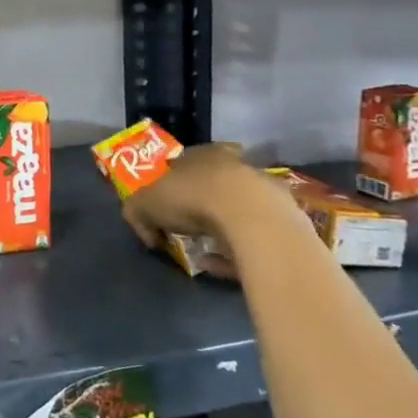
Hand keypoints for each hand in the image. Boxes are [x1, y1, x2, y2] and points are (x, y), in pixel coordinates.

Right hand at [119, 143, 285, 269]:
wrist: (251, 217)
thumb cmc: (192, 196)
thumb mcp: (145, 202)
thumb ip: (137, 212)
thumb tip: (147, 232)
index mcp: (202, 153)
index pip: (183, 162)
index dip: (169, 184)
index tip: (162, 206)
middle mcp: (234, 166)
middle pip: (211, 186)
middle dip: (196, 205)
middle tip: (182, 227)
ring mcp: (261, 193)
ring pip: (234, 212)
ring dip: (217, 230)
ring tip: (201, 251)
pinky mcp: (281, 222)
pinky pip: (250, 238)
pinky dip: (233, 251)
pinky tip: (218, 264)